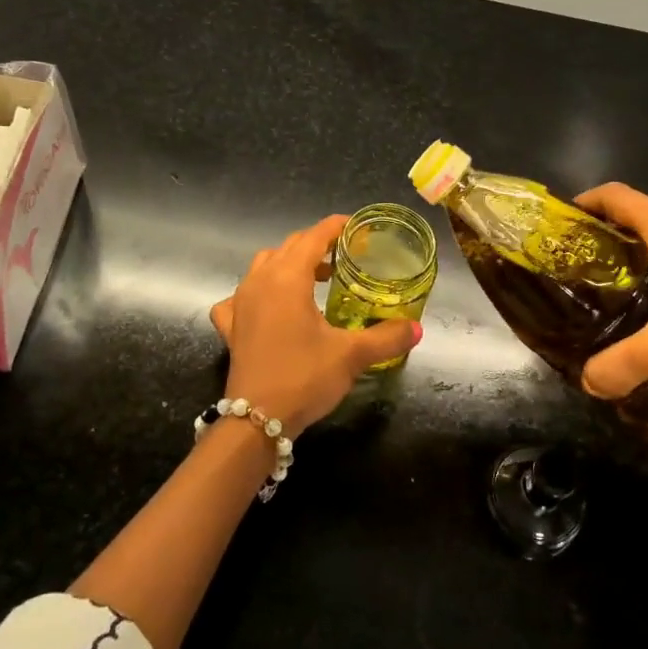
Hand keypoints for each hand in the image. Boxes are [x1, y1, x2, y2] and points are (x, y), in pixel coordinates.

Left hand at [209, 215, 419, 433]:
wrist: (256, 420)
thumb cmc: (304, 377)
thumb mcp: (352, 355)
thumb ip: (386, 337)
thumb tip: (417, 328)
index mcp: (288, 277)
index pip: (313, 237)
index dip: (335, 227)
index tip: (356, 227)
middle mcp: (260, 281)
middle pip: (288, 246)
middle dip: (315, 244)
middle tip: (343, 257)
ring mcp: (239, 303)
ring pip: (263, 266)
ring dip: (287, 264)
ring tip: (312, 280)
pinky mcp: (231, 327)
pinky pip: (240, 298)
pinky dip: (256, 294)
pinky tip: (267, 309)